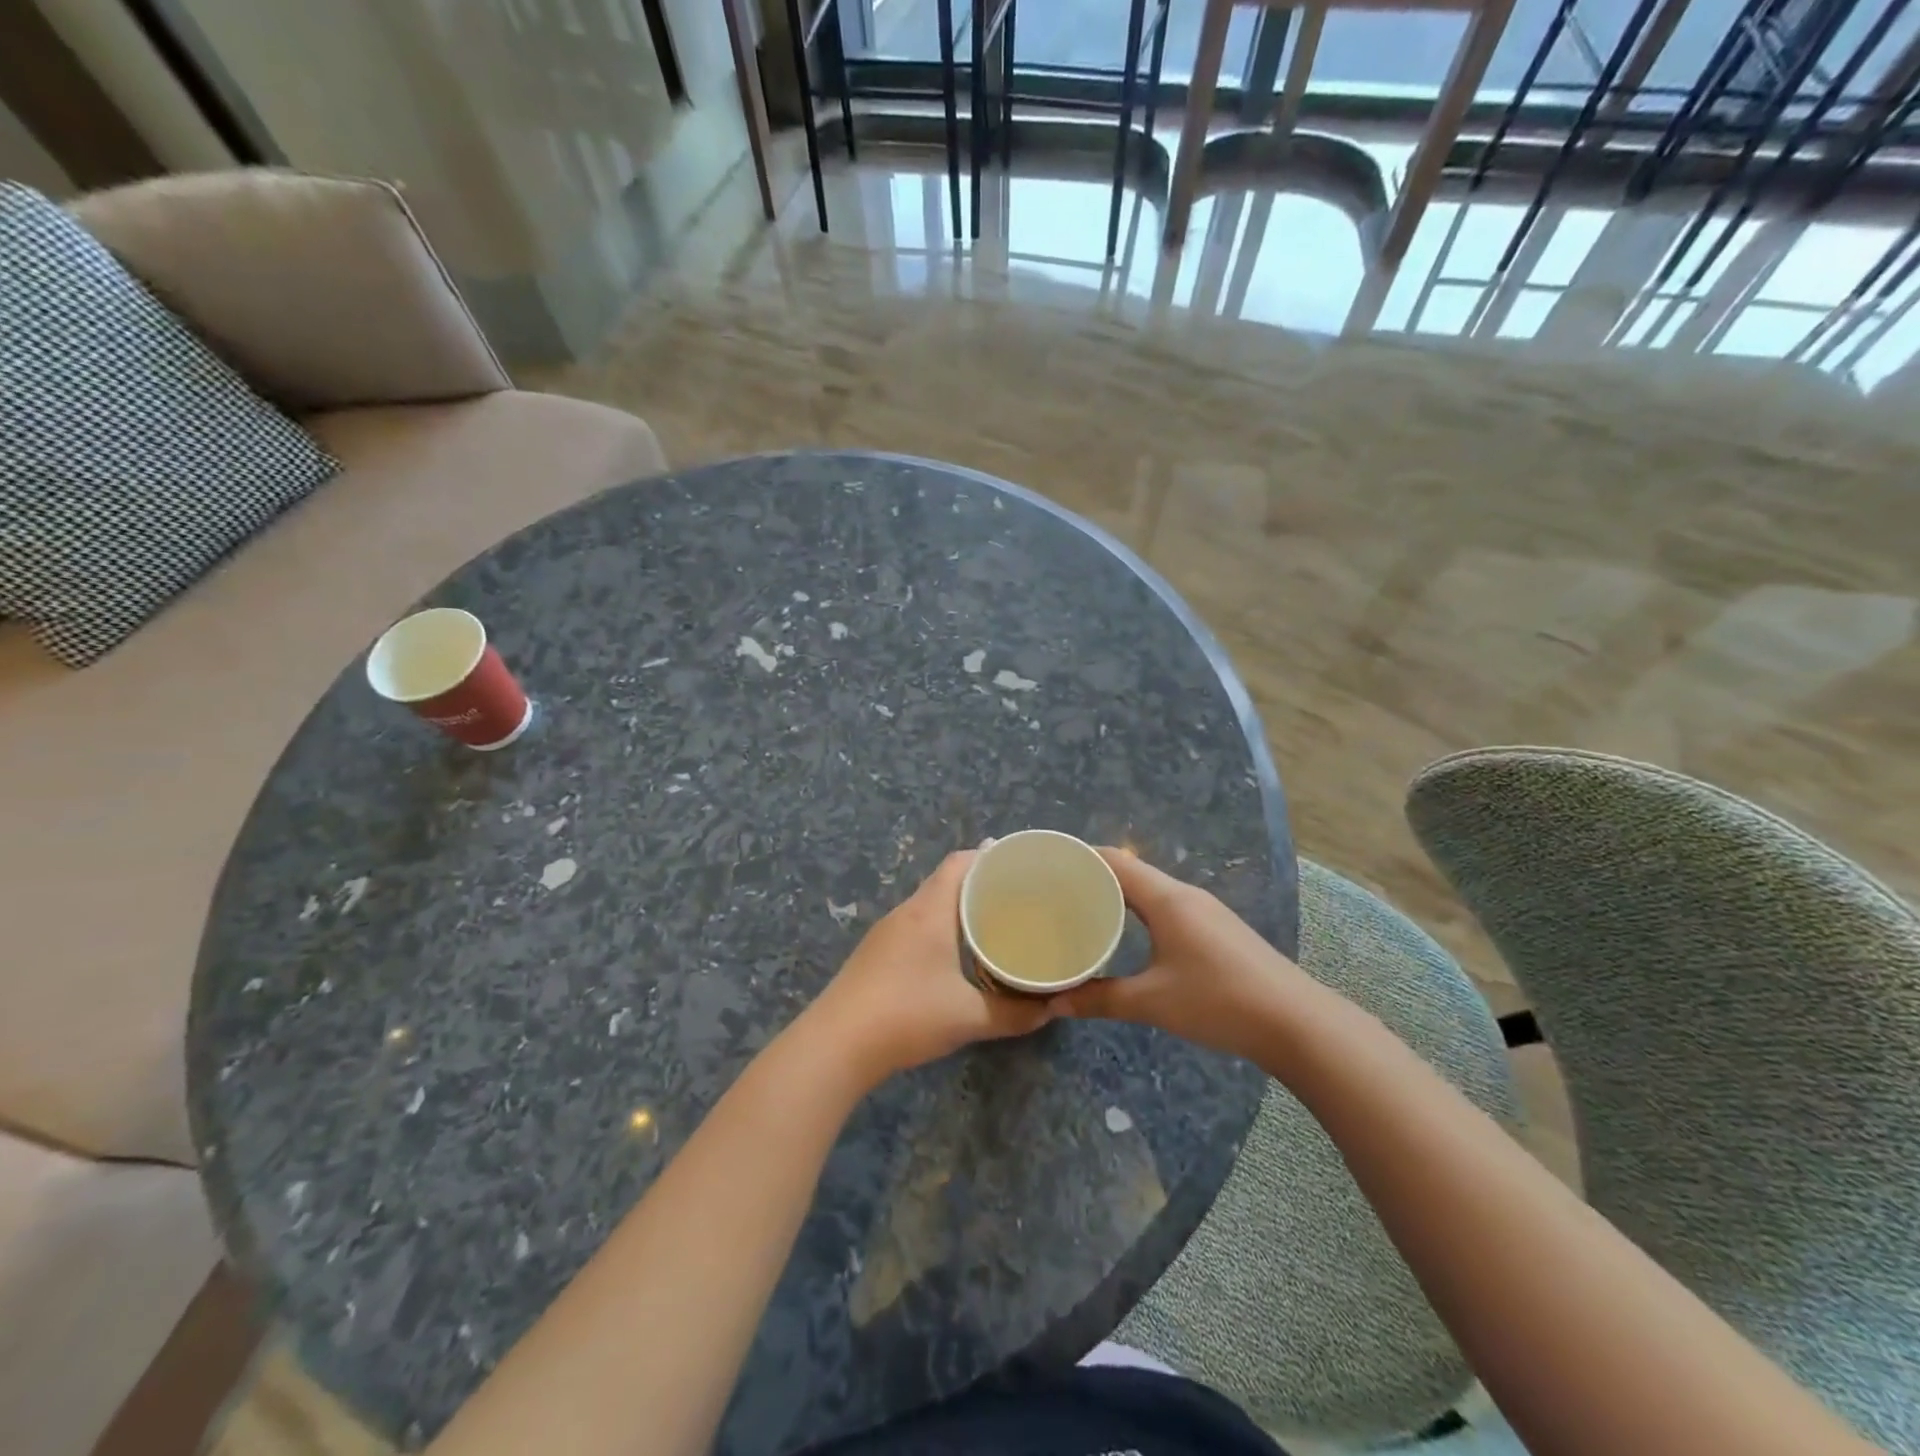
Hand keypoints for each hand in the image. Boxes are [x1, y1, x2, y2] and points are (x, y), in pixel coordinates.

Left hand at [806, 851, 1055, 1086]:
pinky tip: (956, 952)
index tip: (1020, 866)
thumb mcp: (968, 1017)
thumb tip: (1049, 1009)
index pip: (960, 863)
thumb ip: (1013, 1013)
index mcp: (929, 911)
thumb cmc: (906, 1016)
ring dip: (959, 907)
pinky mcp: (876, 954)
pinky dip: (941, 927)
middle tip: (1017, 897)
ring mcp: (886, 932)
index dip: (990, 857)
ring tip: (994, 921)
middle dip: (981, 884)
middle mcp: (906, 912)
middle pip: (945, 880)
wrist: (836, 1045)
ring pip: (929, 904)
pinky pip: (916, 925)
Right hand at [1059, 849, 1308, 1061]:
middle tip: (1054, 895)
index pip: (1115, 861)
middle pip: (1131, 872)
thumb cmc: (1219, 1001)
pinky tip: (1127, 935)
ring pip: (1150, 891)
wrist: (1296, 1023)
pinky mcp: (1216, 930)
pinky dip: (1139, 912)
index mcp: (1167, 899)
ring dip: (1117, 896)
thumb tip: (1054, 1005)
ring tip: (1082, 913)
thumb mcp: (1153, 1002)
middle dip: (1093, 878)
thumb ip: (1101, 999)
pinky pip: (1167, 908)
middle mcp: (1185, 895)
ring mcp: (1205, 911)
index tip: (1046, 867)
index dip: (1080, 858)